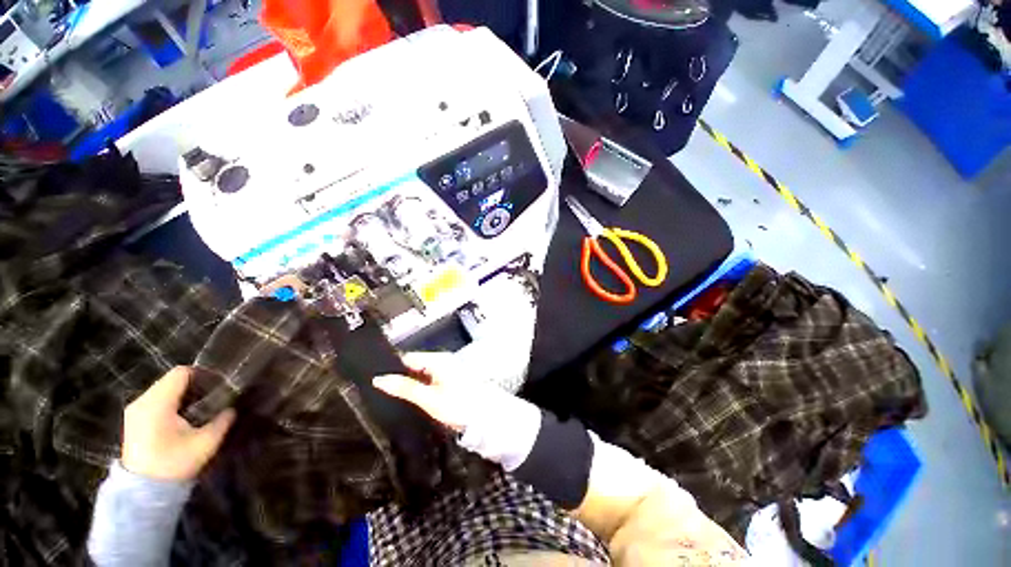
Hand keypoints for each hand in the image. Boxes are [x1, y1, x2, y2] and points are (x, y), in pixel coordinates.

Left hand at [121, 366, 235, 480]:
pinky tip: (182, 418)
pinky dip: (172, 402)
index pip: (182, 373)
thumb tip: (232, 407)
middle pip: (172, 380)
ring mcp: (135, 410)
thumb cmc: (174, 464)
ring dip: (183, 394)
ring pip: (163, 389)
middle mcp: (142, 401)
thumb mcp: (205, 443)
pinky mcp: (134, 419)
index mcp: (157, 403)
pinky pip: (156, 400)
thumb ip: (222, 420)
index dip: (203, 375)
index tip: (219, 387)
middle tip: (213, 399)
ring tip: (199, 409)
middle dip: (195, 385)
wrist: (142, 492)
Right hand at [375, 353, 543, 469]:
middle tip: (381, 391)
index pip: (407, 357)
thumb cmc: (459, 405)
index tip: (375, 379)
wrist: (484, 417)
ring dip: (408, 383)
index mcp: (438, 360)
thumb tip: (380, 379)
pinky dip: (418, 388)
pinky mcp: (447, 380)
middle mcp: (441, 361)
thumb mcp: (429, 398)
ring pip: (419, 374)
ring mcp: (445, 370)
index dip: (391, 367)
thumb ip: (404, 388)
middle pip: (413, 365)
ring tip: (393, 396)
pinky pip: (427, 380)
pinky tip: (411, 398)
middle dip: (399, 377)